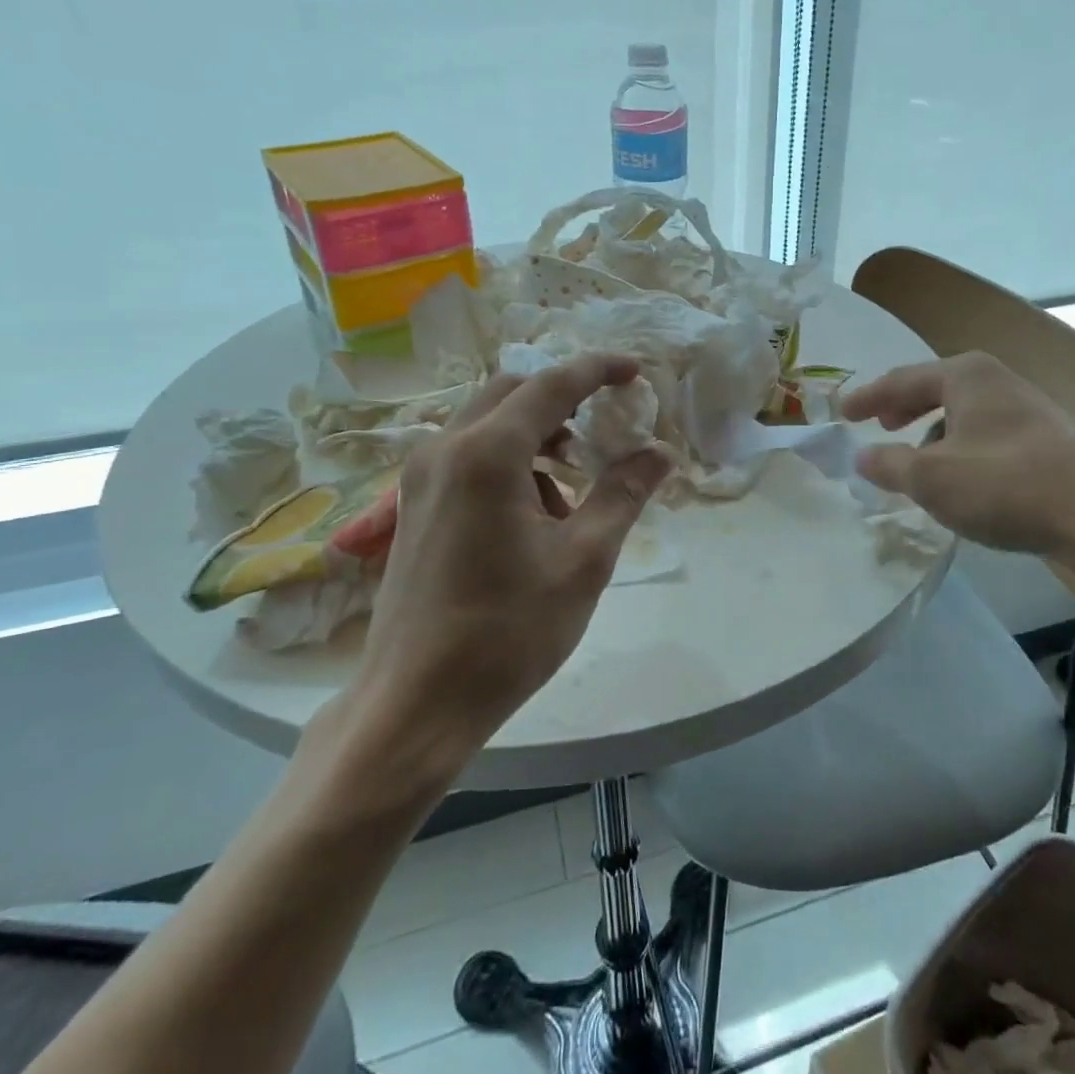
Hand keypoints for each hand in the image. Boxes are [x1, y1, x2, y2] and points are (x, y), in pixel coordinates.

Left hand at [326, 355, 670, 755]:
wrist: (415, 703)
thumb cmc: (508, 631)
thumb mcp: (583, 560)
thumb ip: (624, 493)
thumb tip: (661, 453)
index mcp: (487, 452)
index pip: (552, 384)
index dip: (598, 370)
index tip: (636, 371)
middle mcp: (444, 448)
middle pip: (512, 392)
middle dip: (564, 400)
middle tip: (606, 429)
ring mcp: (419, 476)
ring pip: (487, 423)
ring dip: (536, 434)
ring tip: (575, 485)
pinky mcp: (412, 505)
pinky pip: (467, 455)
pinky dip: (508, 461)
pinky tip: (534, 517)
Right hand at [842, 351, 1074, 580]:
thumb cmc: (1007, 486)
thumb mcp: (931, 479)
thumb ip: (888, 464)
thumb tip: (862, 456)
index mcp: (966, 376)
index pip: (901, 379)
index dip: (867, 398)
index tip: (842, 414)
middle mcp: (997, 381)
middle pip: (935, 389)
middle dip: (903, 409)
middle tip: (879, 426)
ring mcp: (1028, 409)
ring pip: (964, 415)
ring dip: (934, 434)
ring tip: (917, 463)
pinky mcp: (1049, 440)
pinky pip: (987, 436)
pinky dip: (962, 450)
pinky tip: (963, 481)